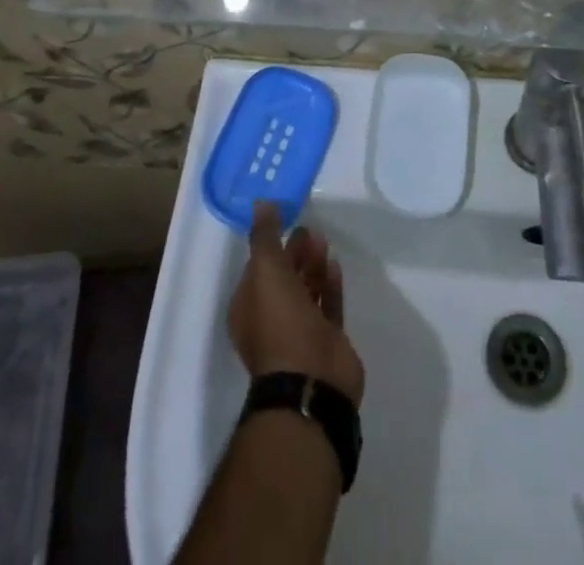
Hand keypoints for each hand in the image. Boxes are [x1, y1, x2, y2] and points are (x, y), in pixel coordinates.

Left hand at [229, 202, 365, 404]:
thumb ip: (265, 235)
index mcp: (248, 309)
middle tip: (312, 230)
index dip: (271, 245)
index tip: (288, 222)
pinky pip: (327, 305)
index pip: (257, 269)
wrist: (312, 380)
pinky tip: (335, 265)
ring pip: (306, 290)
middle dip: (296, 253)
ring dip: (313, 265)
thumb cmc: (280, 322)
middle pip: (284, 278)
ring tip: (324, 242)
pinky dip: (329, 285)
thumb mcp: (266, 271)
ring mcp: (299, 333)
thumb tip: (261, 202)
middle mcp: (270, 321)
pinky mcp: (326, 341)